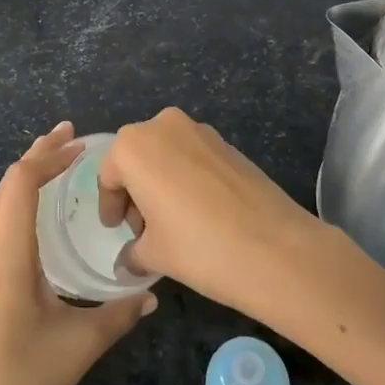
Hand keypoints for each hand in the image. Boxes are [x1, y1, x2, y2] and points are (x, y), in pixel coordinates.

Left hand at [0, 122, 156, 384]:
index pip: (21, 182)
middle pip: (6, 185)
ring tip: (58, 164)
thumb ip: (120, 313)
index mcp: (5, 254)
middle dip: (38, 155)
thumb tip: (152, 293)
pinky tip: (39, 213)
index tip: (81, 145)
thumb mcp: (81, 343)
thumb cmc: (28, 382)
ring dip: (26, 178)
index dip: (49, 156)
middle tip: (72, 138)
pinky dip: (17, 203)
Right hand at [98, 108, 319, 315]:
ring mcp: (200, 130)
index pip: (108, 175)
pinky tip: (200, 213)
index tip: (116, 230)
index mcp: (134, 146)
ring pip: (166, 154)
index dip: (110, 206)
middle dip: (135, 191)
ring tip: (172, 223)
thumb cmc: (199, 247)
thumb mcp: (154, 255)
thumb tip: (129, 259)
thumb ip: (133, 252)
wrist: (276, 247)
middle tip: (143, 229)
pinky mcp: (228, 143)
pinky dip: (186, 178)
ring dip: (161, 182)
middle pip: (136, 158)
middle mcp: (163, 125)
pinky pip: (193, 157)